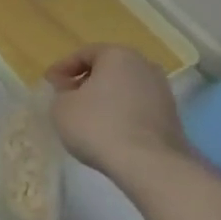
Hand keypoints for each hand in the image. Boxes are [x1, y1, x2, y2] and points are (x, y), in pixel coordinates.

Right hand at [44, 44, 188, 181]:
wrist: (149, 164)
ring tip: (88, 118)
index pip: (84, 54)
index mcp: (118, 55)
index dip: (62, 68)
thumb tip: (72, 93)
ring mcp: (162, 93)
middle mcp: (144, 66)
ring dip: (106, 99)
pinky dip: (121, 115)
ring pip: (124, 89)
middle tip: (67, 97)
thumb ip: (61, 93)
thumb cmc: (98, 126)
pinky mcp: (172, 118)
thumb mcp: (62, 107)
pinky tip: (109, 132)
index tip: (49, 83)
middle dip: (86, 81)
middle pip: (108, 70)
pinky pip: (137, 109)